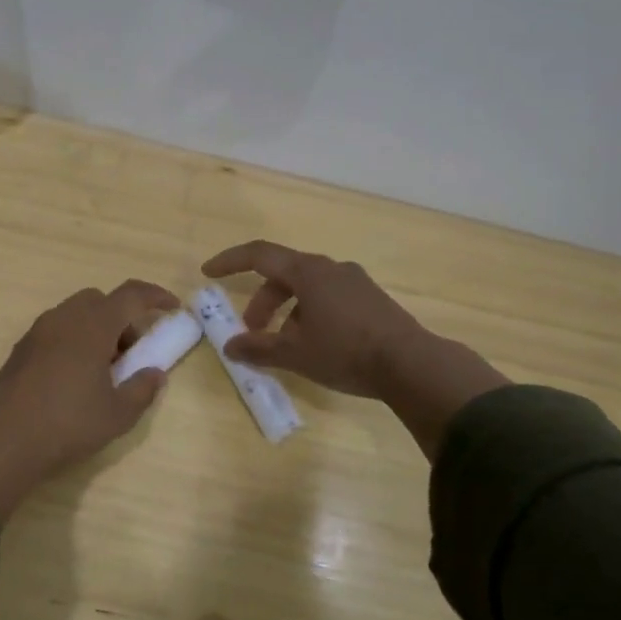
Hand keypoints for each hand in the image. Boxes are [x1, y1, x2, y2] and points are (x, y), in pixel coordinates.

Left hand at [0, 280, 179, 521]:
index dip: (155, 296)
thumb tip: (155, 374)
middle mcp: (65, 318)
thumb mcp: (117, 414)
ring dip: (97, 328)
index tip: (172, 307)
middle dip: (122, 317)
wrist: (4, 439)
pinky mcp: (22, 348)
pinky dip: (75, 339)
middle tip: (132, 351)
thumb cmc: (68, 423)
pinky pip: (57, 329)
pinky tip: (75, 376)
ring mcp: (39, 331)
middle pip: (101, 300)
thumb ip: (142, 389)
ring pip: (76, 313)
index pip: (131, 295)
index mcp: (93, 325)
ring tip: (103, 368)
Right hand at [202, 240, 509, 458]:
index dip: (230, 261)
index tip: (209, 272)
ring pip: (307, 289)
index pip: (259, 255)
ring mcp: (355, 282)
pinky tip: (315, 346)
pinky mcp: (371, 299)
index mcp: (308, 272)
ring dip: (286, 312)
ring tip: (284, 346)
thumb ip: (258, 348)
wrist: (411, 364)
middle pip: (283, 275)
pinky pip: (329, 298)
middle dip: (261, 302)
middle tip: (251, 332)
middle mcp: (331, 268)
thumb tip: (230, 348)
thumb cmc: (345, 352)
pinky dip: (310, 314)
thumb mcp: (295, 353)